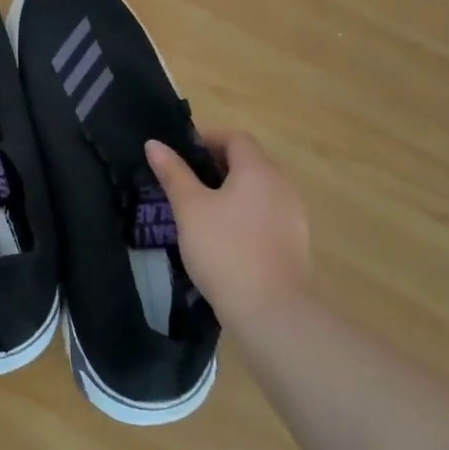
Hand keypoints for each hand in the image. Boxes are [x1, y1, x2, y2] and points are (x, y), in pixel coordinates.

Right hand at [145, 129, 309, 331]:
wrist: (271, 311)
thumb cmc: (224, 249)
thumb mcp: (189, 208)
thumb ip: (173, 173)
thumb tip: (154, 144)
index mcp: (258, 170)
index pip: (236, 138)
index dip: (208, 138)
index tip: (181, 153)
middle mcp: (282, 186)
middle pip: (249, 162)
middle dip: (216, 165)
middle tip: (184, 180)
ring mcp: (293, 216)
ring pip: (258, 190)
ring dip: (230, 191)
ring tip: (199, 209)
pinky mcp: (294, 243)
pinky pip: (266, 214)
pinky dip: (244, 213)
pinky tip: (222, 236)